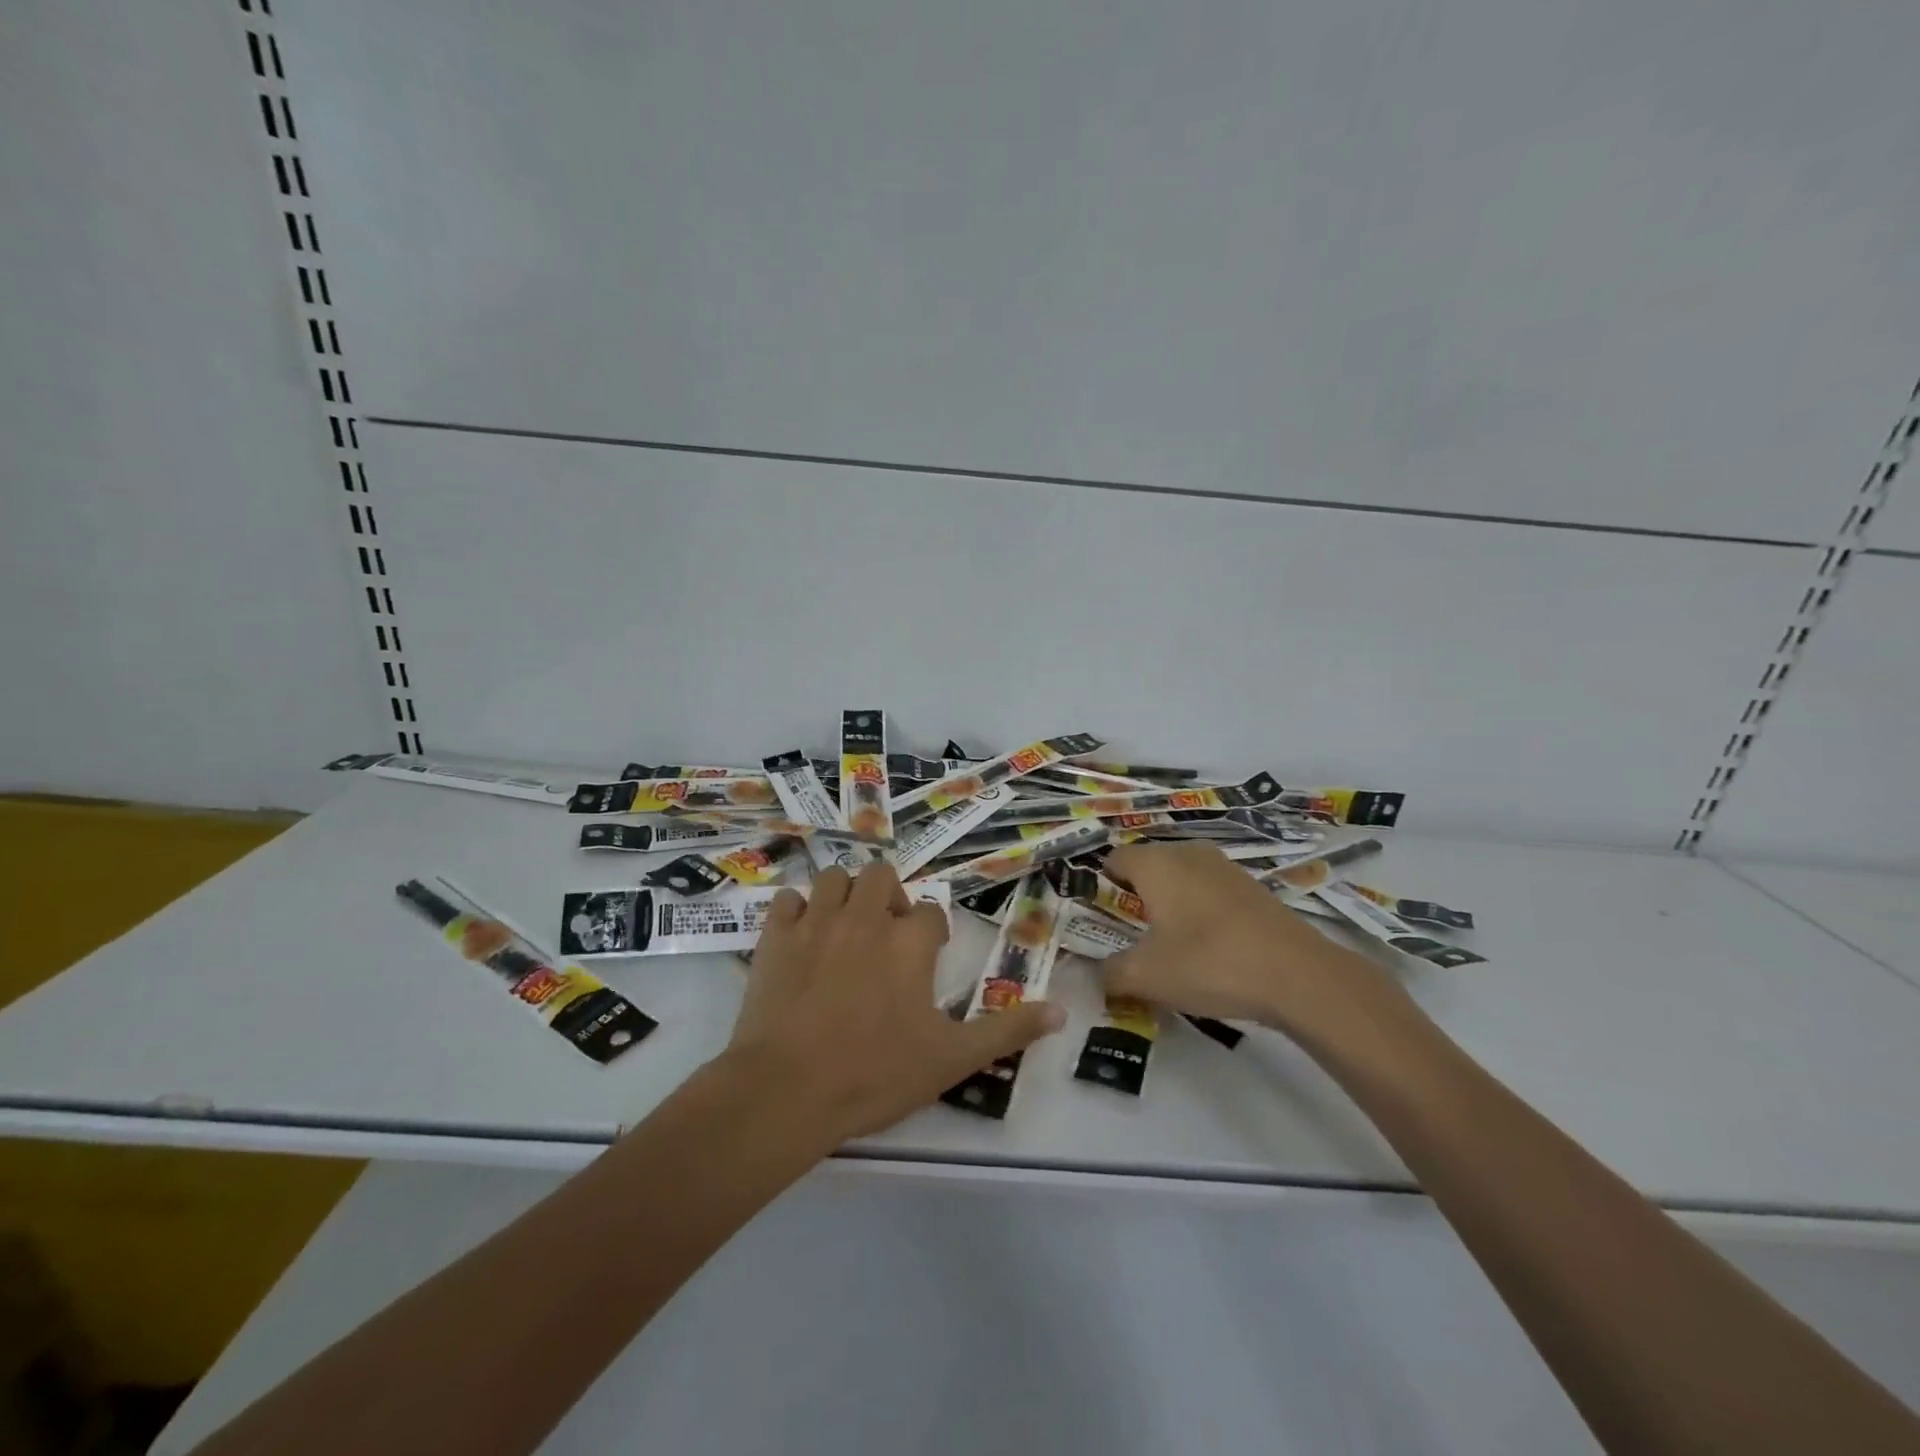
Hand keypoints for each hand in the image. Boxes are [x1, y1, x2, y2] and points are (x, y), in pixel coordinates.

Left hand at [725, 862, 1064, 1141]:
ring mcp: (817, 922)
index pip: (931, 912)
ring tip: (845, 928)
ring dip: (844, 894)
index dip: (932, 932)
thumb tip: (1061, 1011)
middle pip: (882, 875)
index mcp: (910, 942)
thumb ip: (1007, 1031)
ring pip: (833, 877)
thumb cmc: (875, 1074)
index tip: (928, 957)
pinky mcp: (776, 936)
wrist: (787, 1091)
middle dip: (888, 896)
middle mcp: (866, 917)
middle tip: (885, 934)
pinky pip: (786, 900)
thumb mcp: (953, 1059)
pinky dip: (795, 911)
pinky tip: (800, 937)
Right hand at [1102, 841, 1409, 1040]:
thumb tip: (1098, 975)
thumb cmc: (1210, 964)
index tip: (1100, 921)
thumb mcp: (1147, 977)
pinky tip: (1207, 948)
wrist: (1299, 976)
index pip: (1113, 859)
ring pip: (1180, 878)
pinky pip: (1208, 891)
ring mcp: (1223, 867)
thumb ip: (1111, 973)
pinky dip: (1199, 911)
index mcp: (1155, 863)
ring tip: (1168, 945)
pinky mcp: (1251, 886)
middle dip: (1134, 898)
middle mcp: (1187, 853)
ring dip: (1168, 904)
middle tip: (1130, 937)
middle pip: (1146, 866)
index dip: (1100, 887)